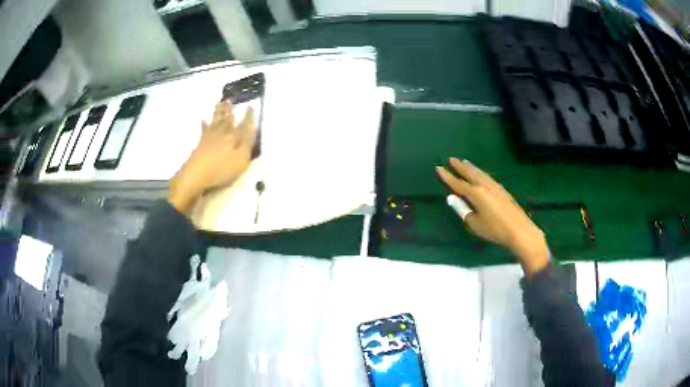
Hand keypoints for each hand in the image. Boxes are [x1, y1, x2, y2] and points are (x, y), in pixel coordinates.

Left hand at [168, 101, 255, 213]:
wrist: (196, 175)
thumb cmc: (221, 170)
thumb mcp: (240, 160)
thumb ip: (247, 145)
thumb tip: (253, 130)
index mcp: (233, 138)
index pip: (243, 126)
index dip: (248, 117)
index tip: (250, 106)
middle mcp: (222, 135)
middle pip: (227, 120)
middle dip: (230, 110)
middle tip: (230, 100)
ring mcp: (209, 139)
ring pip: (216, 122)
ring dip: (218, 113)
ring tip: (219, 103)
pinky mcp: (200, 145)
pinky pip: (203, 131)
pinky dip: (203, 125)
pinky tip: (203, 120)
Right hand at [436, 158, 548, 275]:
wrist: (519, 230)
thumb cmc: (495, 229)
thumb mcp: (475, 224)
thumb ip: (463, 210)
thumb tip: (452, 198)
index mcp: (476, 194)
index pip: (458, 184)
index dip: (447, 176)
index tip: (439, 168)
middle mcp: (485, 186)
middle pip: (470, 173)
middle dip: (460, 166)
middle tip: (451, 159)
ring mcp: (495, 187)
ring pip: (480, 173)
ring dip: (471, 167)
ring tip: (464, 162)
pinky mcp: (502, 190)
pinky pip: (487, 177)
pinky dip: (481, 173)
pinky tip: (481, 174)